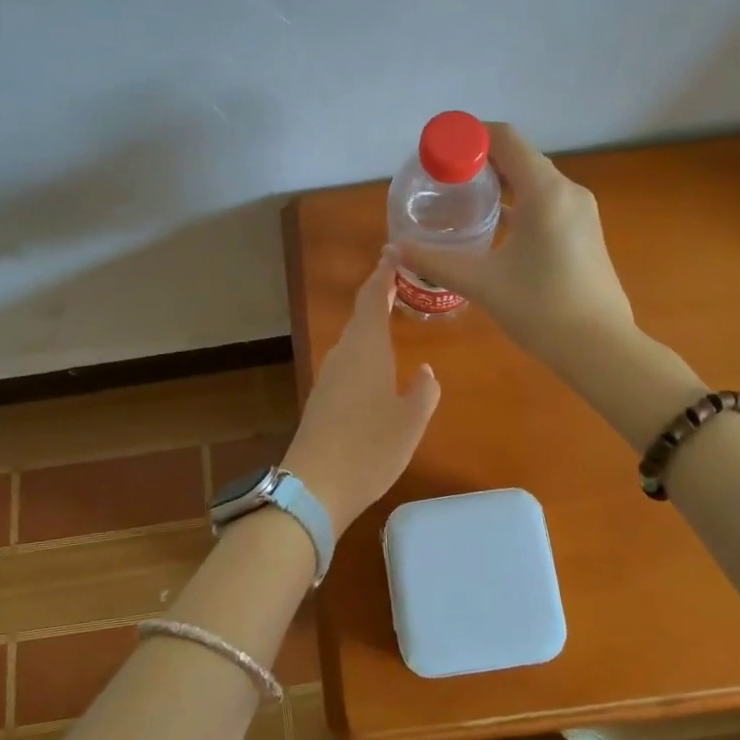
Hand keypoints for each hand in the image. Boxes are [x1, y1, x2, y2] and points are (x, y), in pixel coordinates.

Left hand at [281, 250, 440, 534]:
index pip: (372, 298)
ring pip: (353, 339)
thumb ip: (423, 392)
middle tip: (401, 282)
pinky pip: (347, 361)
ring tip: (392, 317)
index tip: (393, 253)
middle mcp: (343, 355)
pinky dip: (364, 350)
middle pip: (360, 316)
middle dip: (378, 295)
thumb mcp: (410, 421)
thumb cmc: (369, 448)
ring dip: (370, 324)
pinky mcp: (322, 399)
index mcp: (366, 349)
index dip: (383, 274)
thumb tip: (425, 371)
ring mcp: (329, 377)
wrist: (315, 487)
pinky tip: (376, 365)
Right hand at [399, 121, 634, 363]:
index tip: (438, 151)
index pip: (504, 138)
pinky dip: (519, 202)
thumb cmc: (540, 308)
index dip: (468, 137)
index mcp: (545, 191)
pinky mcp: (584, 231)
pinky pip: (546, 201)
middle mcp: (567, 191)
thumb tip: (394, 249)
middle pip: (519, 156)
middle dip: (479, 160)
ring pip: (534, 180)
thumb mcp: (481, 283)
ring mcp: (580, 211)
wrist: (599, 348)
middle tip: (442, 178)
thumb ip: (435, 261)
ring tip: (462, 199)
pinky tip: (495, 226)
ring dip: (500, 182)